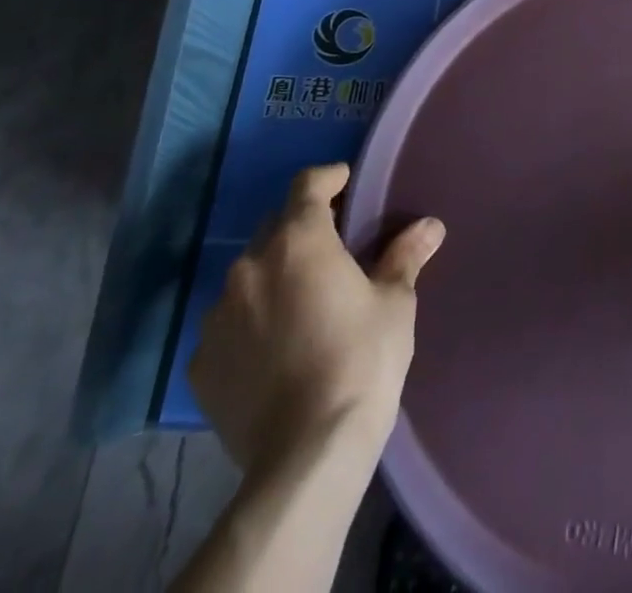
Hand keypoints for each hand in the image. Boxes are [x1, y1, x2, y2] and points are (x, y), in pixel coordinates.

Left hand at [188, 162, 444, 470]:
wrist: (306, 454)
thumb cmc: (361, 361)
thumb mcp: (394, 304)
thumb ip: (405, 257)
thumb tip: (430, 227)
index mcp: (300, 241)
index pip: (307, 185)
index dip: (329, 178)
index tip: (346, 181)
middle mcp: (250, 267)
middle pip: (276, 227)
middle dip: (302, 227)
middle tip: (332, 247)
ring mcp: (218, 316)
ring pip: (248, 276)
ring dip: (274, 276)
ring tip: (301, 301)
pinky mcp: (201, 362)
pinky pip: (228, 324)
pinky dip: (251, 322)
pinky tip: (274, 348)